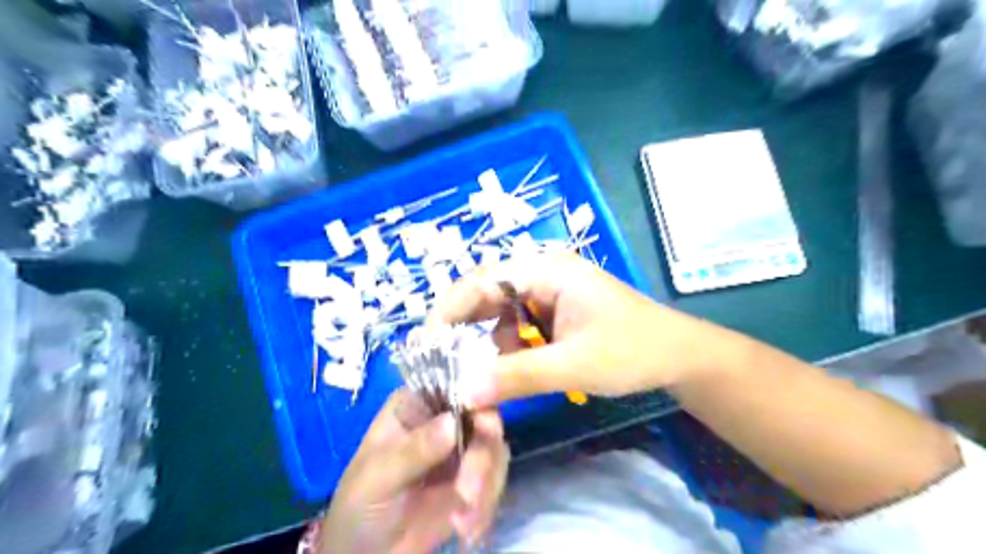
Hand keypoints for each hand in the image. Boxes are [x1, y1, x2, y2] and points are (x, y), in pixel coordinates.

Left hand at [322, 389, 511, 552]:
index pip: (454, 383)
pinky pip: (496, 481)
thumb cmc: (361, 503)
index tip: (484, 424)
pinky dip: (486, 507)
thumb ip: (414, 450)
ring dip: (485, 487)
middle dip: (482, 457)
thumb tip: (452, 422)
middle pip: (484, 416)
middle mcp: (445, 417)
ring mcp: (463, 447)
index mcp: (418, 403)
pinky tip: (466, 530)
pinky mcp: (475, 477)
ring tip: (462, 522)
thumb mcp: (379, 476)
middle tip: (468, 492)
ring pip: (495, 449)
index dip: (477, 395)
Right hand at [431, 253, 722, 406]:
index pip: (482, 281)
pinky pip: (516, 322)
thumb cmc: (632, 351)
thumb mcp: (573, 365)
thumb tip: (463, 392)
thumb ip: (516, 376)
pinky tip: (509, 366)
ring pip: (499, 310)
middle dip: (462, 326)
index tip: (425, 344)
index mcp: (546, 270)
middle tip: (440, 361)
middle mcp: (542, 272)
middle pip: (486, 292)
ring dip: (485, 340)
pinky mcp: (553, 309)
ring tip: (477, 371)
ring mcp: (548, 290)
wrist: (677, 355)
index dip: (449, 310)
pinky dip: (506, 345)